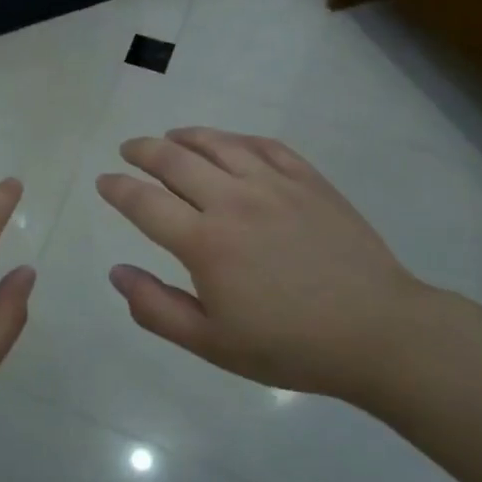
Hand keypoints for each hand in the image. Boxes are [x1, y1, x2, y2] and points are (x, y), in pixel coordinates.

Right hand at [96, 128, 436, 398]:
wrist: (377, 332)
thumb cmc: (289, 345)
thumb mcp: (212, 343)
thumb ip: (155, 308)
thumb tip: (116, 272)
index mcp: (205, 242)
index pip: (144, 202)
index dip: (117, 188)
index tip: (104, 182)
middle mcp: (233, 201)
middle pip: (175, 161)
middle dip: (143, 151)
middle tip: (129, 150)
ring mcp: (274, 185)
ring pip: (218, 144)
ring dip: (186, 136)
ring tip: (170, 138)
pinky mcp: (309, 181)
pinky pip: (264, 146)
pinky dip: (237, 140)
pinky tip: (230, 144)